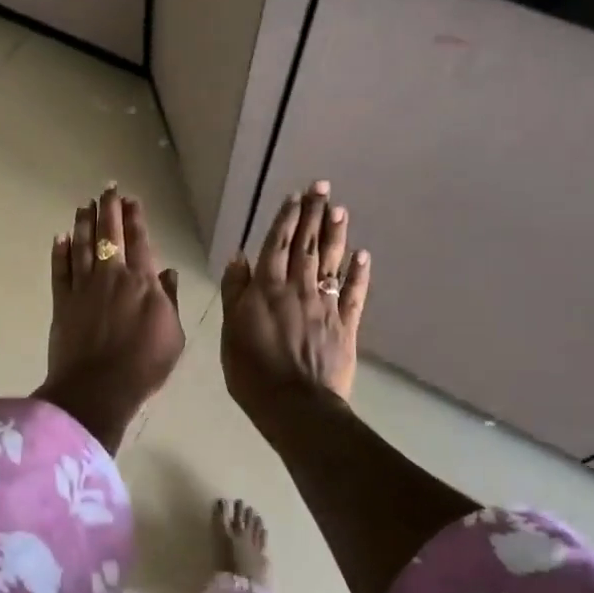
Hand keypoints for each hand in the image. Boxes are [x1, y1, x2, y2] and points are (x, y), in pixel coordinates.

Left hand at [35, 186, 184, 452]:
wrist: (97, 388)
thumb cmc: (144, 365)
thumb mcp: (172, 334)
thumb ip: (170, 300)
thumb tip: (168, 272)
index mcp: (141, 282)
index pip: (139, 241)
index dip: (135, 217)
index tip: (131, 199)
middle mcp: (111, 276)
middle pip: (108, 234)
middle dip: (108, 209)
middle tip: (106, 188)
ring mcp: (83, 287)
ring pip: (82, 246)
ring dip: (83, 222)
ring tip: (83, 204)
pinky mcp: (62, 302)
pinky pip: (59, 270)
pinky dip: (60, 252)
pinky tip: (60, 237)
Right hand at [219, 180, 369, 418]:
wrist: (295, 405)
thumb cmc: (252, 371)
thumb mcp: (230, 330)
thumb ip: (235, 291)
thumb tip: (240, 257)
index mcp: (267, 288)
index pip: (278, 245)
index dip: (286, 219)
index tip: (295, 196)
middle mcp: (298, 288)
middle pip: (307, 245)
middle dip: (314, 214)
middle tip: (322, 187)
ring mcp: (325, 305)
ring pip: (331, 262)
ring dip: (335, 235)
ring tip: (340, 209)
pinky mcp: (345, 326)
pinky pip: (353, 294)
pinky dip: (359, 274)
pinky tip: (363, 256)